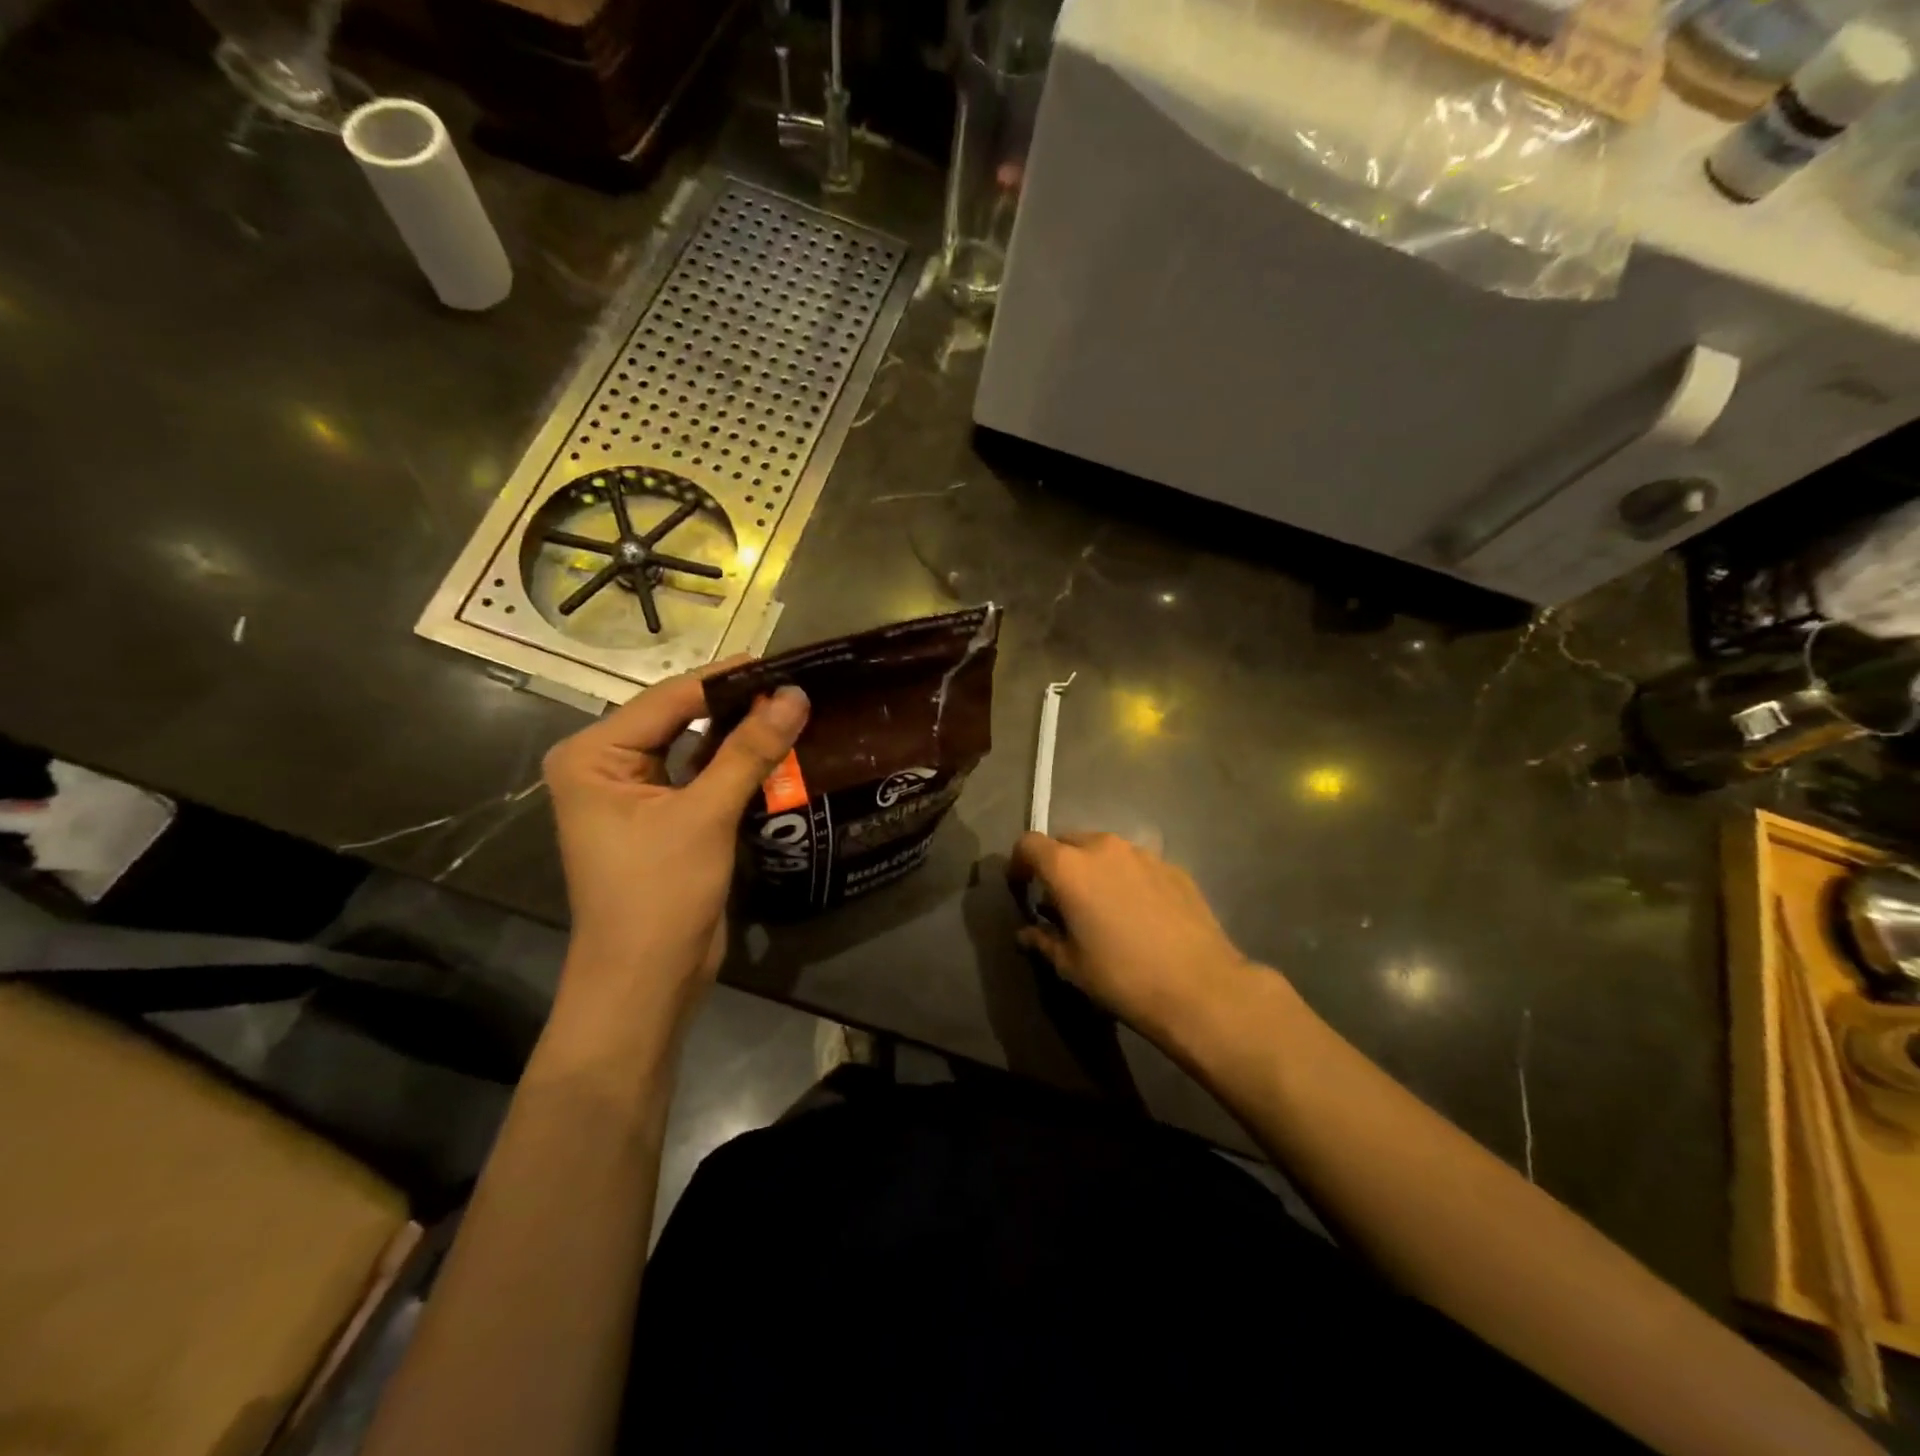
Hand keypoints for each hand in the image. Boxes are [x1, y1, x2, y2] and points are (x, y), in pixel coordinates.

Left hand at [542, 664, 808, 1023]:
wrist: (645, 982)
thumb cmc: (659, 894)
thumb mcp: (705, 815)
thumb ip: (749, 751)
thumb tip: (795, 695)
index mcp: (593, 755)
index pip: (668, 699)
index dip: (726, 679)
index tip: (782, 662)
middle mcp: (607, 766)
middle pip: (680, 719)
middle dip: (734, 705)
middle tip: (794, 685)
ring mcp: (634, 795)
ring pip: (694, 748)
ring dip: (739, 736)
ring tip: (792, 711)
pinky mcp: (662, 820)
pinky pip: (701, 778)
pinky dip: (735, 767)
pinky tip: (777, 753)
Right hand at [1009, 831, 1254, 1034]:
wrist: (1200, 987)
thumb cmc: (1122, 977)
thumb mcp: (1071, 966)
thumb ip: (1043, 941)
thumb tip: (1027, 933)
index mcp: (1069, 867)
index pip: (1029, 844)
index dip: (1019, 863)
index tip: (1022, 889)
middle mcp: (1103, 848)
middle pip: (1067, 841)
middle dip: (1057, 865)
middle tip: (1062, 901)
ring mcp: (1142, 854)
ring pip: (1104, 850)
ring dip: (1094, 869)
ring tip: (1103, 906)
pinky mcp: (1173, 867)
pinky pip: (1136, 864)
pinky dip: (1127, 879)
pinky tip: (1140, 913)